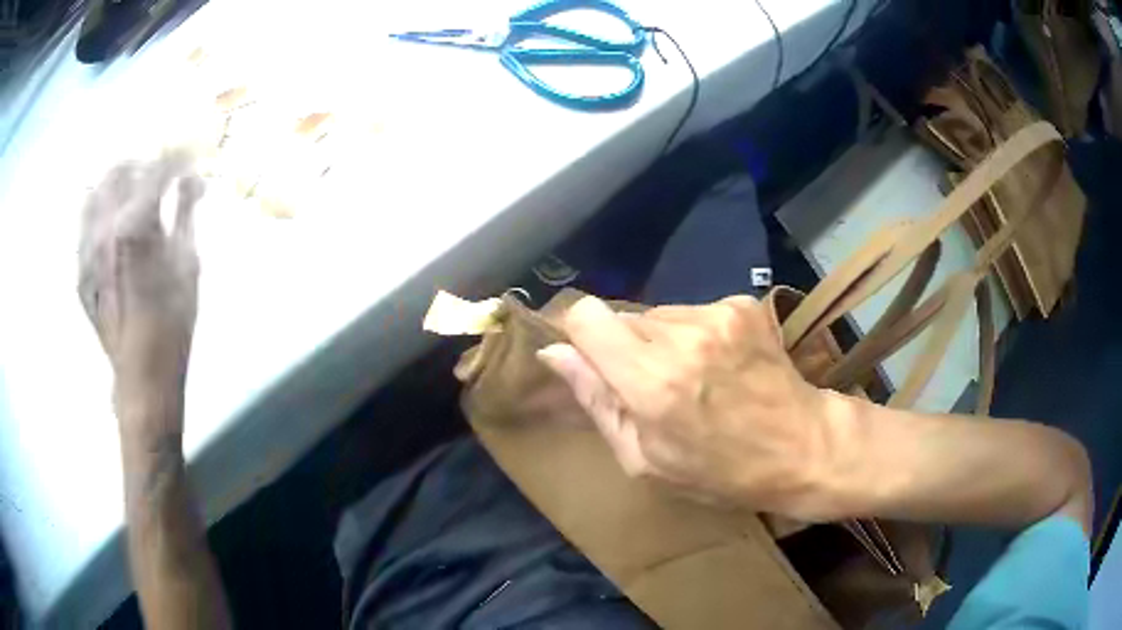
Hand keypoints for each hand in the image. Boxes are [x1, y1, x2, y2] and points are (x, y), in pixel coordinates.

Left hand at [78, 152, 203, 438]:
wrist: (142, 377)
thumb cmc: (172, 325)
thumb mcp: (188, 266)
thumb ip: (186, 214)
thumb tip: (191, 179)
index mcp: (136, 224)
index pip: (157, 169)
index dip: (177, 158)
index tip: (190, 157)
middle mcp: (105, 228)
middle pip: (120, 170)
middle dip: (143, 163)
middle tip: (159, 171)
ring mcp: (86, 249)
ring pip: (95, 191)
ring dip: (116, 182)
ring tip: (131, 189)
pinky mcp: (79, 270)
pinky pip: (84, 223)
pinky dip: (100, 210)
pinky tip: (112, 221)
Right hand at [538, 296, 847, 514]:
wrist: (802, 446)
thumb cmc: (720, 471)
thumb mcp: (645, 459)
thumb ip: (596, 402)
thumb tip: (555, 355)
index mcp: (652, 380)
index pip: (587, 316)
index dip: (579, 334)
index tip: (588, 358)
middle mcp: (683, 334)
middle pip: (622, 316)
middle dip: (625, 347)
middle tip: (652, 386)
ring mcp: (718, 314)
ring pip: (658, 314)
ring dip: (661, 341)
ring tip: (693, 378)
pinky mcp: (742, 304)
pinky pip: (693, 312)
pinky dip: (695, 335)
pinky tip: (720, 365)